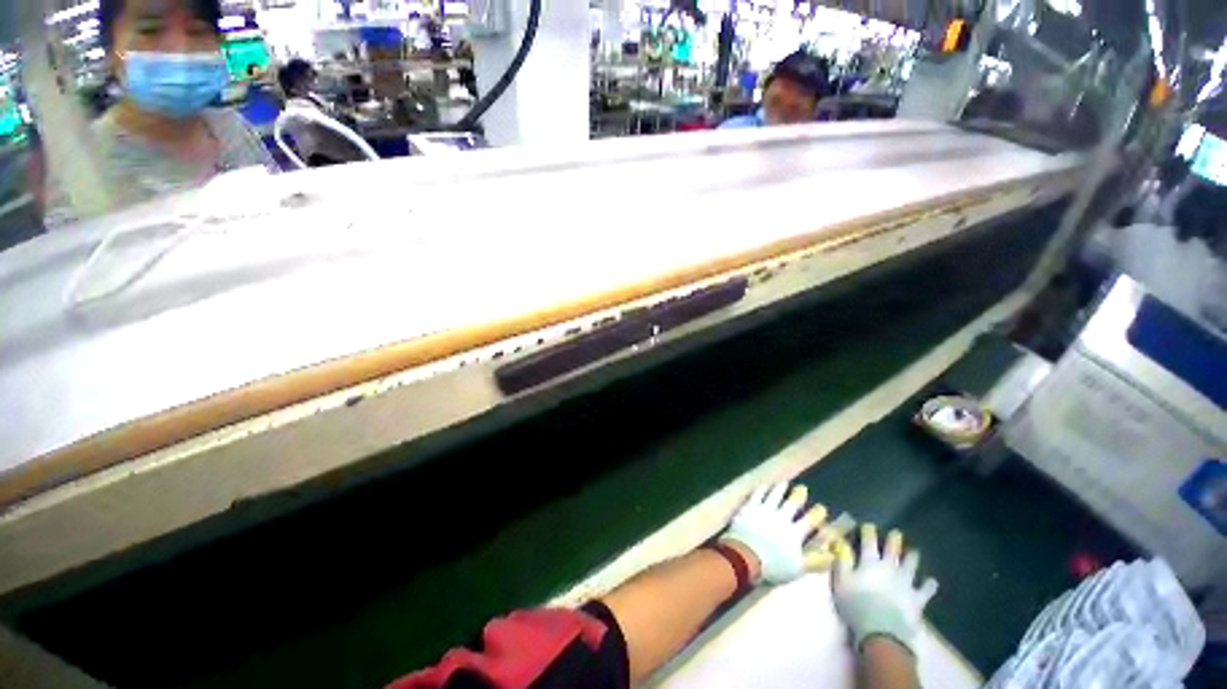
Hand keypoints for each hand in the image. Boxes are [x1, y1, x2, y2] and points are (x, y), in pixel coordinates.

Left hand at [720, 482, 833, 583]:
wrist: (745, 555)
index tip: (821, 508)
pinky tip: (765, 485)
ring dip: (781, 489)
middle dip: (799, 495)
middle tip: (803, 488)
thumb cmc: (772, 566)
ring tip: (784, 483)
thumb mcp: (797, 568)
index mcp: (794, 533)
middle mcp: (781, 518)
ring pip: (775, 495)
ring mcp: (764, 510)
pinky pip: (758, 494)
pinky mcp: (750, 507)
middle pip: (792, 503)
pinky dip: (763, 489)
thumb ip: (815, 561)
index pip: (809, 521)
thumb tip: (832, 555)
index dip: (817, 514)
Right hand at [832, 524, 937, 654]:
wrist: (881, 630)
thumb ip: (842, 561)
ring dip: (912, 557)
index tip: (869, 525)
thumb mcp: (841, 582)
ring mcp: (906, 582)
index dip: (869, 532)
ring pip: (911, 565)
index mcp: (870, 562)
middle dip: (894, 540)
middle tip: (896, 533)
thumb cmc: (856, 604)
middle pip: (893, 550)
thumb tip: (841, 543)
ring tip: (914, 551)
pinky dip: (929, 585)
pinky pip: (926, 589)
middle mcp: (890, 568)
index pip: (869, 542)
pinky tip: (932, 581)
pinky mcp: (917, 598)